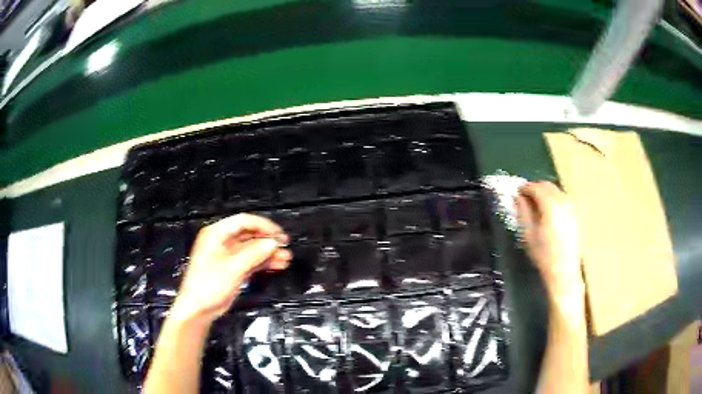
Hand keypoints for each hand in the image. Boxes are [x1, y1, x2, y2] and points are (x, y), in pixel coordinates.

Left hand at [171, 214, 291, 323]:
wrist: (199, 308)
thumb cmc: (207, 286)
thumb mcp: (233, 267)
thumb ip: (255, 253)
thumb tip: (272, 243)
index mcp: (216, 234)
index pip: (243, 221)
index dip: (263, 225)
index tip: (278, 234)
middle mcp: (222, 241)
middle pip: (249, 235)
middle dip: (268, 240)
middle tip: (284, 245)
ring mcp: (227, 255)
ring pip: (252, 249)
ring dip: (268, 252)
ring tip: (285, 258)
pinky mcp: (232, 268)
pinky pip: (251, 260)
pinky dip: (263, 262)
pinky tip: (276, 265)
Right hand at [516, 181, 582, 296]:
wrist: (563, 270)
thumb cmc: (543, 254)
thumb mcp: (528, 234)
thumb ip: (523, 212)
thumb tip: (517, 197)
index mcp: (550, 205)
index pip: (536, 187)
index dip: (525, 188)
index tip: (517, 192)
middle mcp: (562, 202)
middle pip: (548, 185)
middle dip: (535, 187)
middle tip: (525, 196)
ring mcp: (571, 207)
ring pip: (556, 190)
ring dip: (545, 192)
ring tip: (536, 204)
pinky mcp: (574, 215)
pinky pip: (562, 198)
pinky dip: (553, 198)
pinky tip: (548, 211)